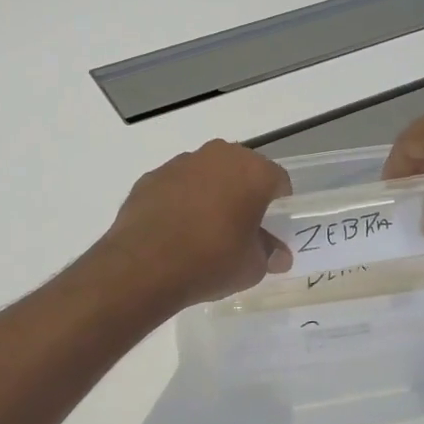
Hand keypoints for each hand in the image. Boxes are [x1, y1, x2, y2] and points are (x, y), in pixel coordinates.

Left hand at [100, 141, 292, 307]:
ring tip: (204, 230)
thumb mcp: (252, 267)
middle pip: (241, 171)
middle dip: (244, 193)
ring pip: (206, 174)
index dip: (279, 204)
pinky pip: (176, 186)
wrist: (144, 266)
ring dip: (210, 193)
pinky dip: (180, 200)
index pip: (278, 181)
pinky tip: (175, 230)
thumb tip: (278, 255)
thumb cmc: (211, 261)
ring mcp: (180, 163)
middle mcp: (218, 156)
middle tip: (241, 226)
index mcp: (252, 171)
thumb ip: (269, 253)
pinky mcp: (150, 177)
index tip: (272, 227)